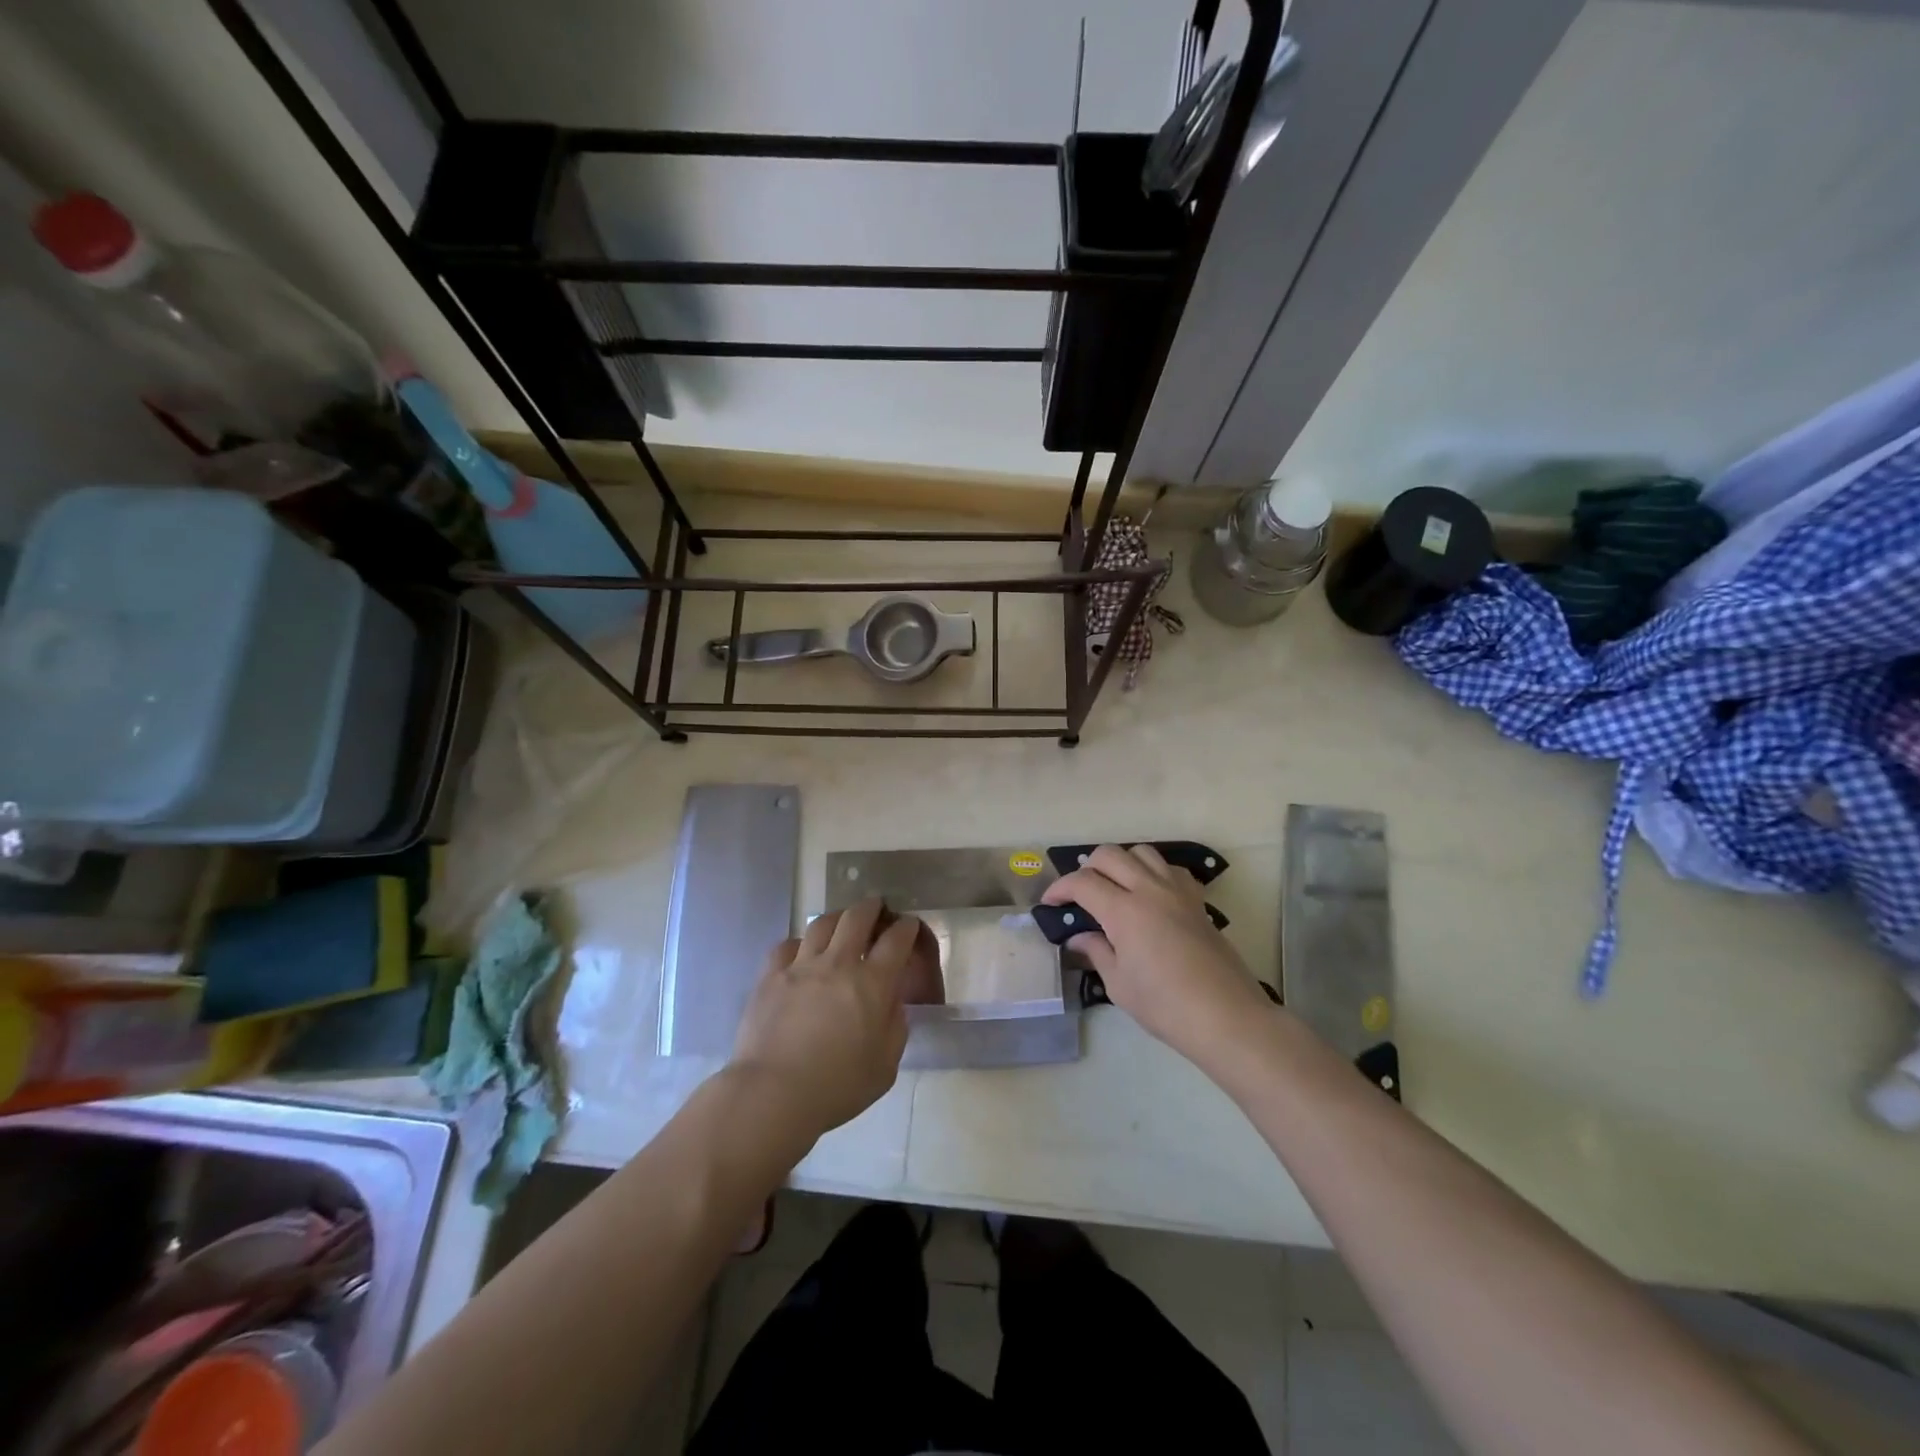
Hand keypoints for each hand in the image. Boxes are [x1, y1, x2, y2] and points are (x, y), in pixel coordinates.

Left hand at [729, 897, 920, 1137]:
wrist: (773, 1094)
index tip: (908, 925)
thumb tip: (892, 1002)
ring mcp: (801, 966)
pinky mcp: (770, 976)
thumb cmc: (837, 1087)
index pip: (896, 940)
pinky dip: (799, 944)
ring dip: (837, 917)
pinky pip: (786, 945)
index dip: (906, 928)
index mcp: (873, 984)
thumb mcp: (885, 1066)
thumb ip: (895, 1027)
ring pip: (821, 924)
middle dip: (871, 907)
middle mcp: (838, 964)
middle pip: (857, 918)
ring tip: (840, 921)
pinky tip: (800, 952)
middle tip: (876, 906)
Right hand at [1043, 845, 1271, 1063]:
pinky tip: (1149, 895)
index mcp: (1124, 911)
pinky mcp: (1197, 900)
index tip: (1050, 903)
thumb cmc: (1165, 1006)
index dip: (1060, 888)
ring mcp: (1177, 891)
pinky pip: (1170, 869)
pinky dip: (1152, 872)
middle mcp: (1149, 889)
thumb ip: (1097, 951)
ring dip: (1121, 863)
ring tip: (1114, 888)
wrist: (1226, 1016)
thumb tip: (1080, 937)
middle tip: (1079, 894)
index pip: (1083, 882)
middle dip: (1087, 868)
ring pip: (1142, 852)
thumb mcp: (1118, 984)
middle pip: (1110, 855)